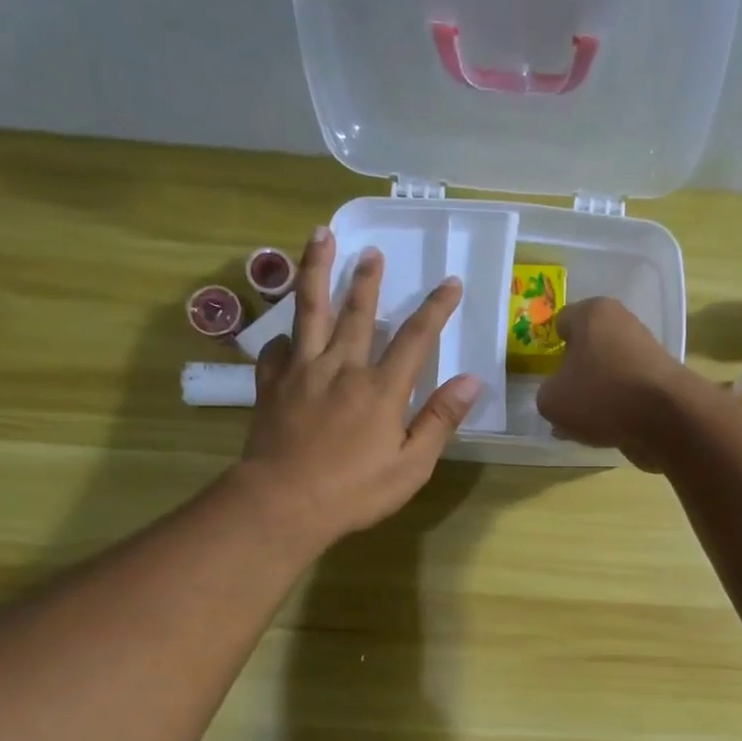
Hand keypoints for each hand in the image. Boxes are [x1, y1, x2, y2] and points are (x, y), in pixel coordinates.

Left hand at [239, 228, 480, 543]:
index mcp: (381, 389)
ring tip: (320, 238)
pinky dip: (283, 337)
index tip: (450, 283)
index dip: (436, 308)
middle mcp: (341, 368)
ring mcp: (301, 372)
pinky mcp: (271, 386)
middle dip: (367, 280)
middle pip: (357, 313)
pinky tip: (287, 335)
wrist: (283, 503)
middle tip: (373, 251)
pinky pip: (275, 349)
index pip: (415, 338)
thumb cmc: (354, 491)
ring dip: (316, 272)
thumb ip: (439, 420)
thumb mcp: (411, 466)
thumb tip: (470, 381)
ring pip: (310, 311)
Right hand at [536, 297, 692, 471]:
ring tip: (583, 423)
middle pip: (587, 348)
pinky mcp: (661, 379)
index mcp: (593, 312)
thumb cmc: (601, 395)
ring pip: (607, 372)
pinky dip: (616, 408)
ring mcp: (646, 351)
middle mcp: (622, 322)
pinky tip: (607, 430)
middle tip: (562, 399)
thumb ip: (546, 394)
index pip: (561, 322)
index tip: (544, 372)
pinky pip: (627, 392)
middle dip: (574, 372)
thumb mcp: (552, 400)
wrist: (667, 418)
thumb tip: (558, 396)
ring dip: (595, 394)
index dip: (550, 347)